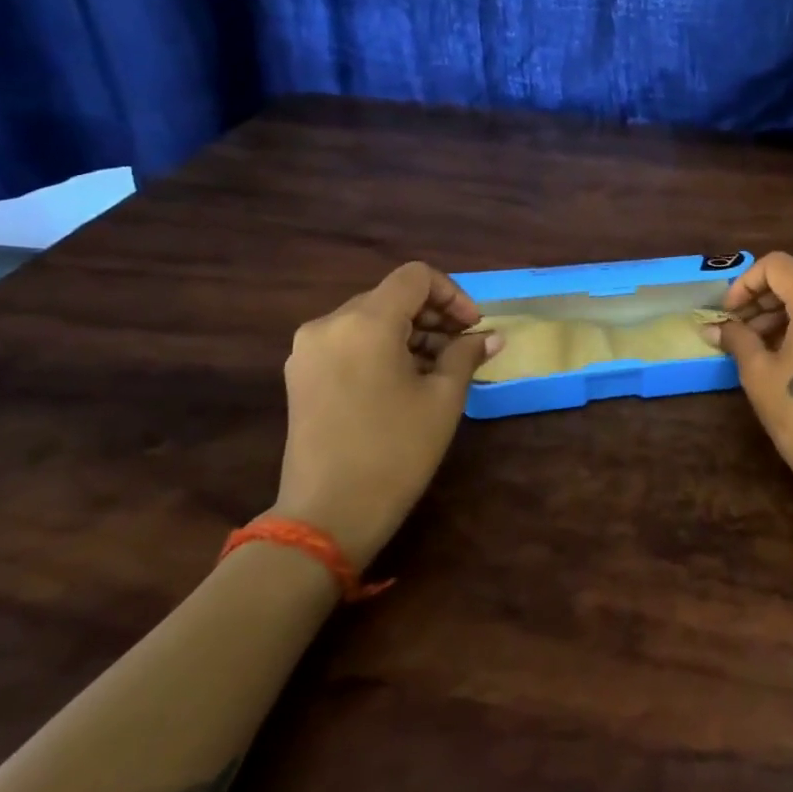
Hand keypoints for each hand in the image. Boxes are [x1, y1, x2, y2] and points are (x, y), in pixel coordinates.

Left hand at [273, 263, 503, 564]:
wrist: (327, 514)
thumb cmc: (395, 452)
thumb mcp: (443, 399)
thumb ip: (466, 355)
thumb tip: (492, 336)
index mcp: (365, 322)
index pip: (415, 277)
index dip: (452, 294)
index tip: (473, 327)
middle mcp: (329, 324)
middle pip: (391, 296)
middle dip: (433, 315)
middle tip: (464, 348)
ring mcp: (308, 350)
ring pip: (369, 319)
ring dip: (409, 333)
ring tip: (439, 368)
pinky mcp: (300, 374)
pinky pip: (349, 342)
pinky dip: (381, 348)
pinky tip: (404, 380)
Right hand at [702, 252, 792, 499]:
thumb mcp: (759, 374)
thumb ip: (737, 339)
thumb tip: (714, 327)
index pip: (778, 266)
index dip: (746, 283)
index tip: (729, 313)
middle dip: (763, 299)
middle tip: (737, 329)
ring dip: (783, 312)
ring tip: (757, 344)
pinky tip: (786, 351)